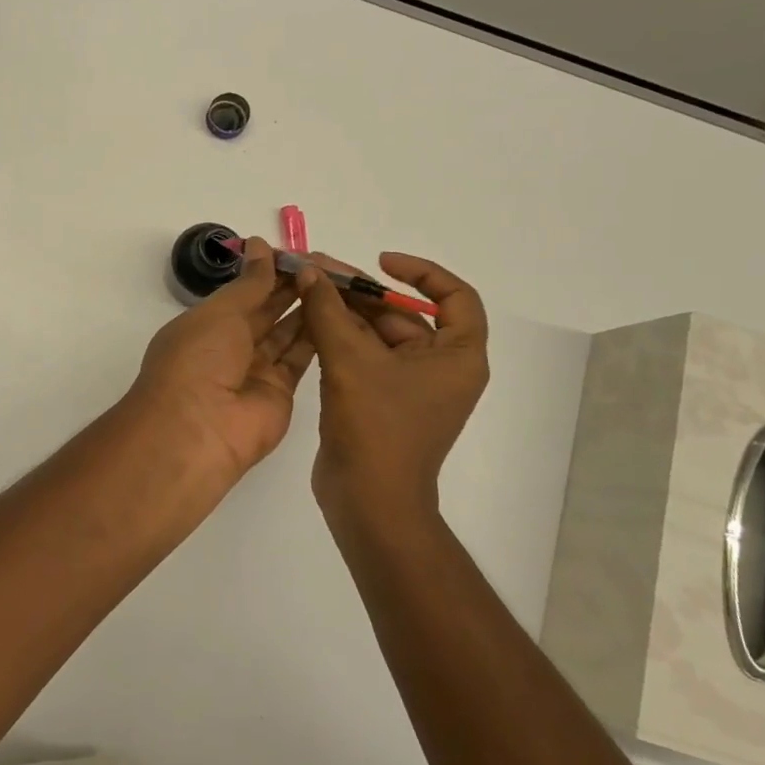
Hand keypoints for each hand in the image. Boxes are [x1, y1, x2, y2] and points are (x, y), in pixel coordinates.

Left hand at [131, 237, 314, 481]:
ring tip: (337, 282)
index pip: (242, 292)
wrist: (198, 430)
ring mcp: (255, 371)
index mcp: (206, 325)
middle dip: (291, 288)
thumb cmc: (198, 360)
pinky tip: (337, 312)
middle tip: (326, 265)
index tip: (298, 253)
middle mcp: (229, 347)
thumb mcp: (219, 312)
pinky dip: (317, 337)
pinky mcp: (280, 392)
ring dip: (307, 309)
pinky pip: (300, 359)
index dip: (268, 272)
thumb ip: (249, 283)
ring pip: (286, 333)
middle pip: (266, 312)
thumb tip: (262, 246)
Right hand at [295, 252, 488, 527]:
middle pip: (405, 315)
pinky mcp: (382, 403)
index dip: (420, 272)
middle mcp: (441, 368)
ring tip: (307, 291)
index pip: (454, 296)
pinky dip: (340, 340)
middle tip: (318, 272)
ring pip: (379, 336)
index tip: (380, 262)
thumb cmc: (375, 428)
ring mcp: (410, 388)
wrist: (369, 502)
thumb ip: (327, 310)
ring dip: (345, 314)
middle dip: (362, 292)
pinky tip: (308, 324)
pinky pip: (365, 359)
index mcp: (457, 356)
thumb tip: (308, 269)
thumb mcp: (349, 360)